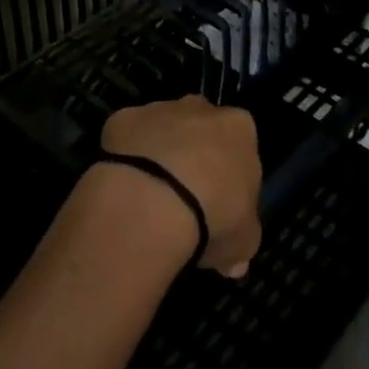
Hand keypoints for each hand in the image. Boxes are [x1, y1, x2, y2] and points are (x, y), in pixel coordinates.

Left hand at [100, 96, 262, 278]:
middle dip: (194, 156)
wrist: (153, 199)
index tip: (221, 204)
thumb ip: (242, 240)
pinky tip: (126, 187)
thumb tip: (234, 260)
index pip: (240, 146)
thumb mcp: (244, 242)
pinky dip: (128, 156)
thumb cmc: (213, 216)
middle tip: (185, 198)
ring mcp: (159, 108)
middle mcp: (200, 108)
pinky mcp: (124, 117)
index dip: (230, 176)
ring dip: (160, 154)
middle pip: (201, 129)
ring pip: (163, 129)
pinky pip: (128, 137)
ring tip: (151, 197)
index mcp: (239, 128)